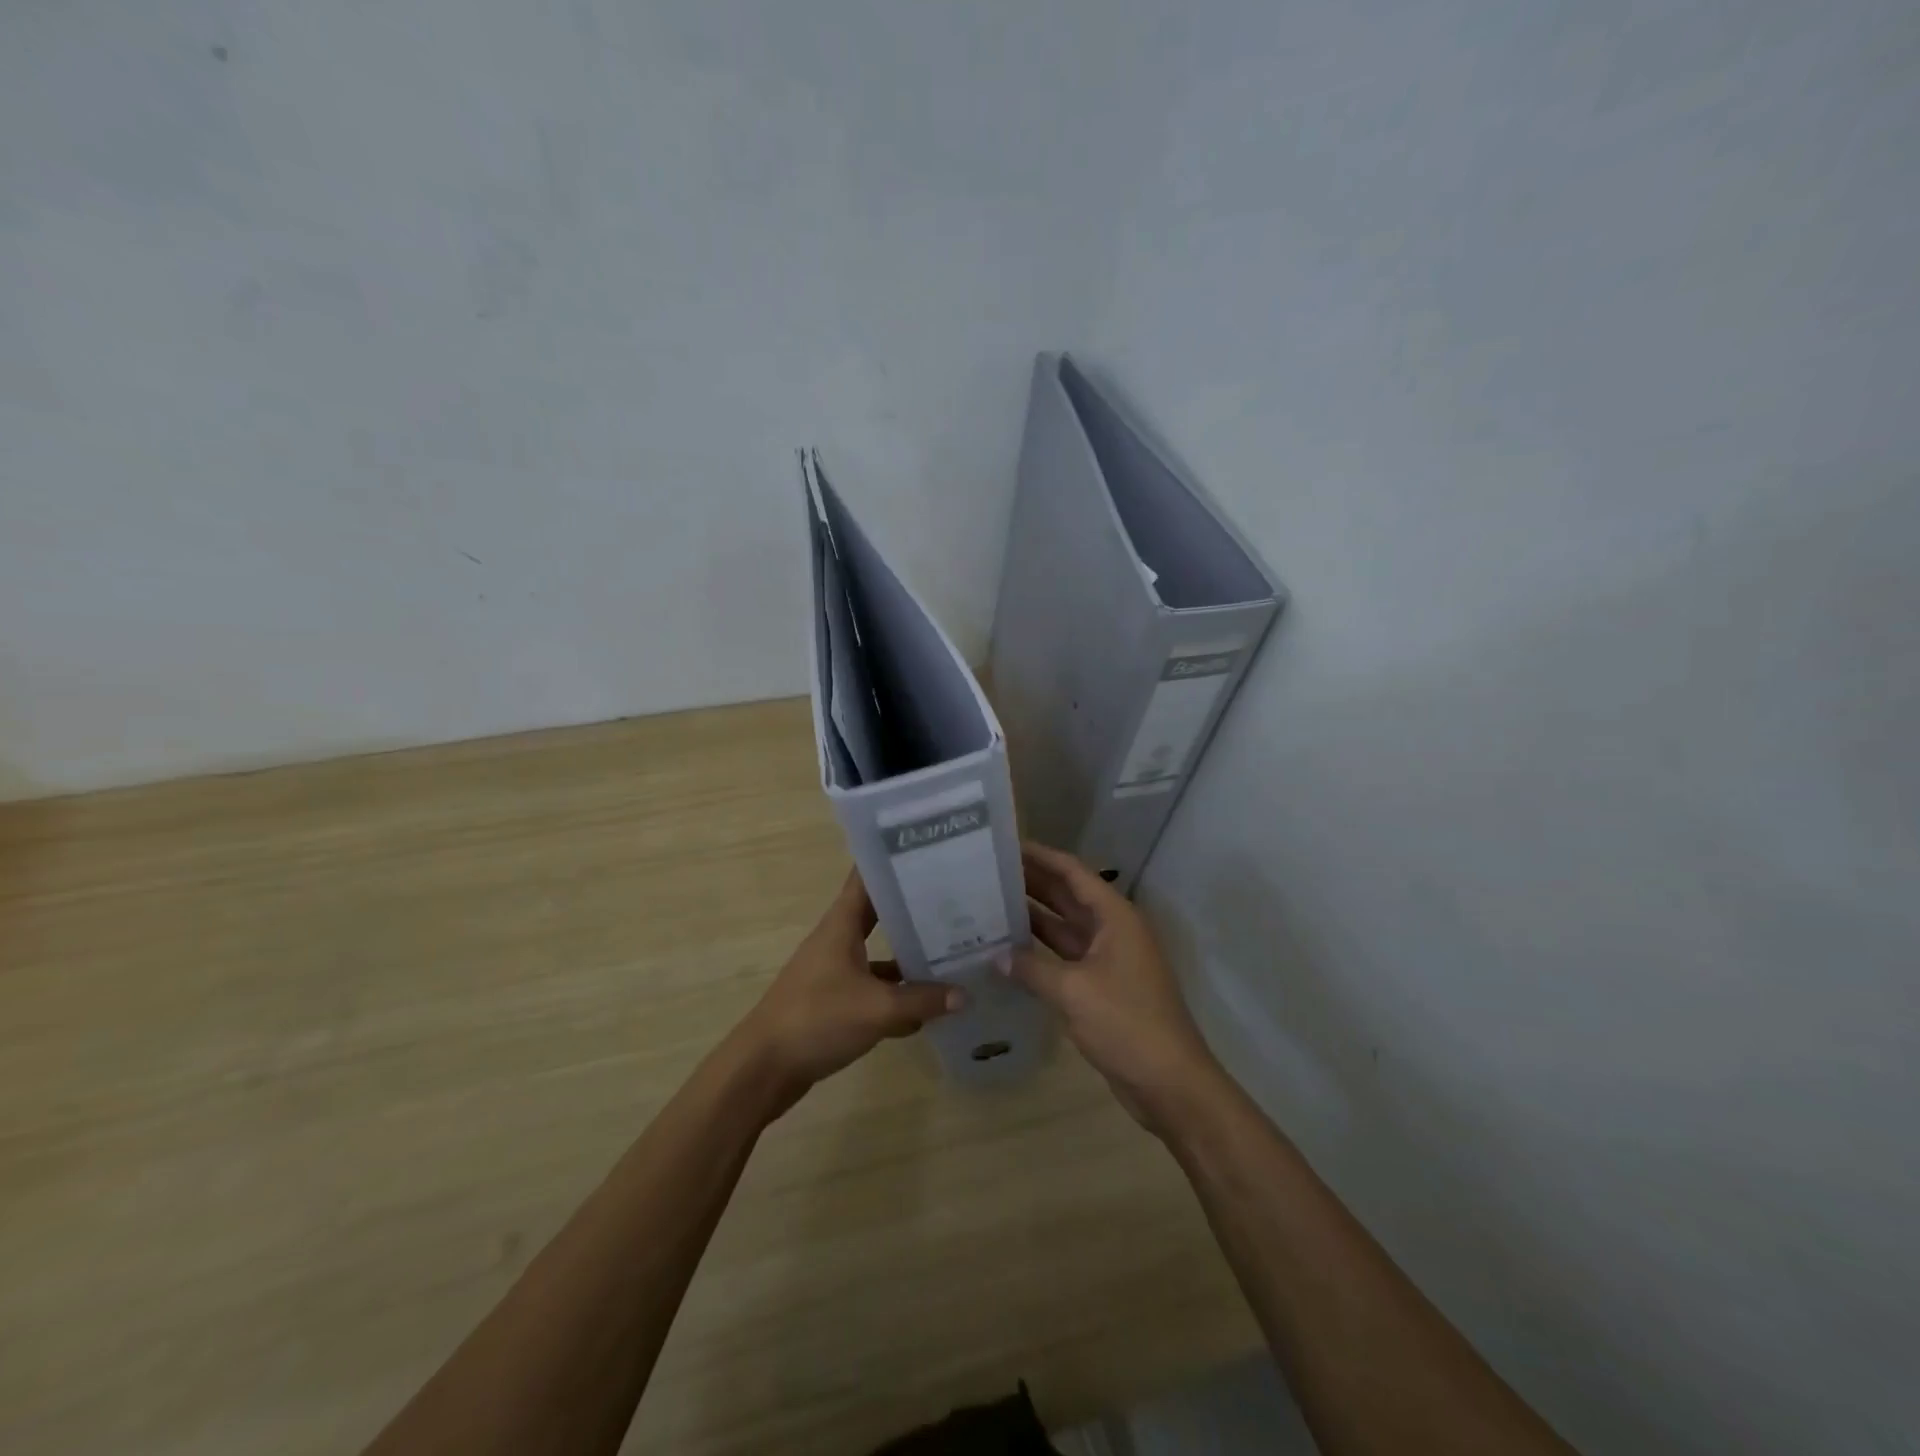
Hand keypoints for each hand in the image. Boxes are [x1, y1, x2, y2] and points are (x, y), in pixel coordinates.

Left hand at [738, 869, 961, 1109]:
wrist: (764, 1068)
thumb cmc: (818, 1019)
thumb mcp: (878, 1009)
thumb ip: (922, 1000)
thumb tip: (964, 993)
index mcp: (841, 925)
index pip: (867, 877)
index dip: (893, 860)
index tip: (927, 849)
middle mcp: (837, 940)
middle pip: (879, 913)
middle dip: (912, 907)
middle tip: (954, 900)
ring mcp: (834, 971)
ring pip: (879, 953)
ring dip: (908, 955)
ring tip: (951, 952)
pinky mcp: (833, 1001)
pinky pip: (873, 988)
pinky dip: (896, 994)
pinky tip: (925, 1009)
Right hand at [1009, 842, 1222, 1133]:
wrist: (1169, 1082)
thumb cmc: (1126, 1023)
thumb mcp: (1074, 991)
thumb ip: (1032, 968)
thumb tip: (996, 956)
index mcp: (1115, 917)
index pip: (1073, 872)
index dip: (1041, 856)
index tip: (1007, 844)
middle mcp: (1112, 929)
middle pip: (1068, 895)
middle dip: (1032, 882)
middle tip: (989, 871)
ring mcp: (1107, 959)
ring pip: (1064, 926)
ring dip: (1033, 916)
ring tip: (991, 903)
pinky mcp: (1100, 986)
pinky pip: (1065, 957)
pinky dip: (1040, 951)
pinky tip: (1009, 950)